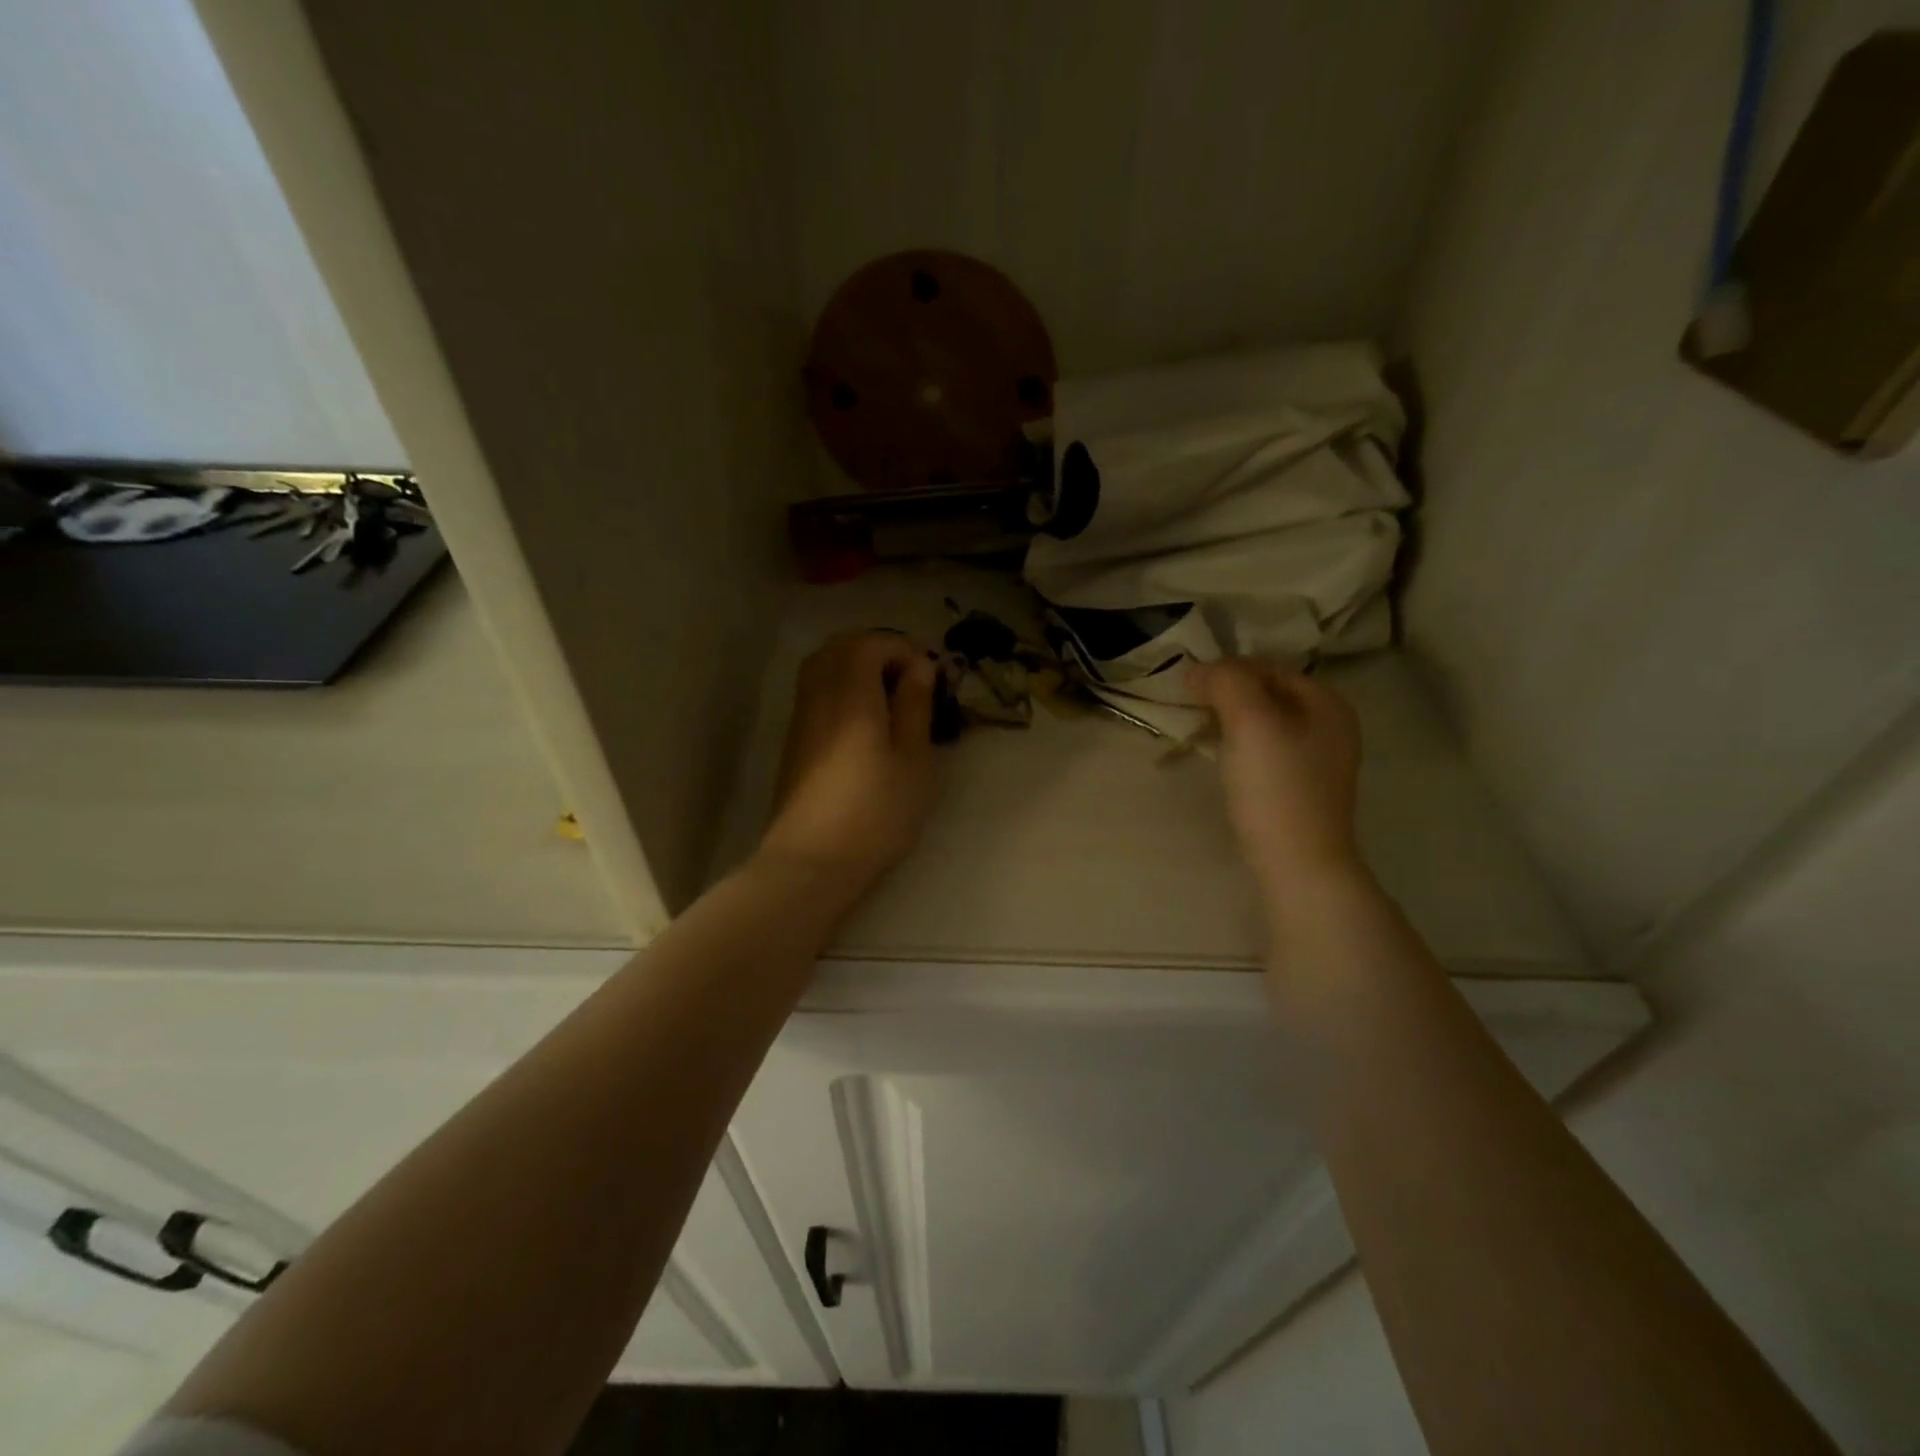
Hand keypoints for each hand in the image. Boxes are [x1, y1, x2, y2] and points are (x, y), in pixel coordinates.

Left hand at [758, 631, 940, 893]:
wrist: (812, 861)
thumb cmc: (875, 812)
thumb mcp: (913, 760)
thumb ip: (915, 706)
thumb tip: (919, 666)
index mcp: (851, 695)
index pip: (869, 644)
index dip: (901, 647)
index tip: (928, 674)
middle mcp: (819, 696)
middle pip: (839, 647)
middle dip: (877, 650)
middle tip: (909, 677)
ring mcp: (801, 718)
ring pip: (822, 667)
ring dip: (856, 667)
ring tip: (889, 696)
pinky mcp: (795, 742)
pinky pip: (815, 691)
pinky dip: (840, 687)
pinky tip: (864, 721)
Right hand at [1188, 660, 1366, 899]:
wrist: (1298, 865)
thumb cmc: (1276, 787)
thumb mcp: (1250, 721)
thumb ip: (1226, 682)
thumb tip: (1197, 671)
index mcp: (1327, 702)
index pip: (1268, 667)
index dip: (1227, 670)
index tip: (1188, 687)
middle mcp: (1330, 726)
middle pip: (1267, 694)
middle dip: (1227, 696)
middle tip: (1190, 709)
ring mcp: (1318, 761)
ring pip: (1265, 724)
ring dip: (1229, 722)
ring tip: (1199, 732)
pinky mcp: (1301, 790)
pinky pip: (1266, 752)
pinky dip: (1239, 748)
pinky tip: (1221, 762)